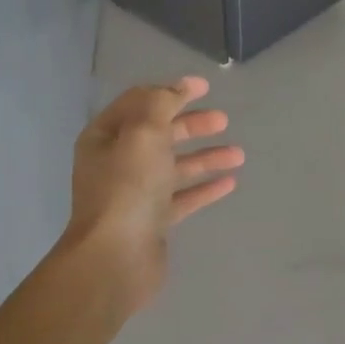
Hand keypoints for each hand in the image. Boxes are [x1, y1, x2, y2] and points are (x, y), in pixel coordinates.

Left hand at [65, 77, 243, 311]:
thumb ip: (161, 105)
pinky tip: (229, 183)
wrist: (117, 257)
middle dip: (192, 125)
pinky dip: (204, 188)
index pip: (140, 103)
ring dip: (206, 158)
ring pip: (175, 167)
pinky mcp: (154, 221)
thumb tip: (177, 87)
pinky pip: (183, 198)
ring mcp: (136, 194)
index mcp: (106, 137)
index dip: (172, 91)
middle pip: (160, 135)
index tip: (205, 87)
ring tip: (238, 154)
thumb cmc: (127, 189)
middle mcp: (117, 163)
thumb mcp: (143, 134)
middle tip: (224, 121)